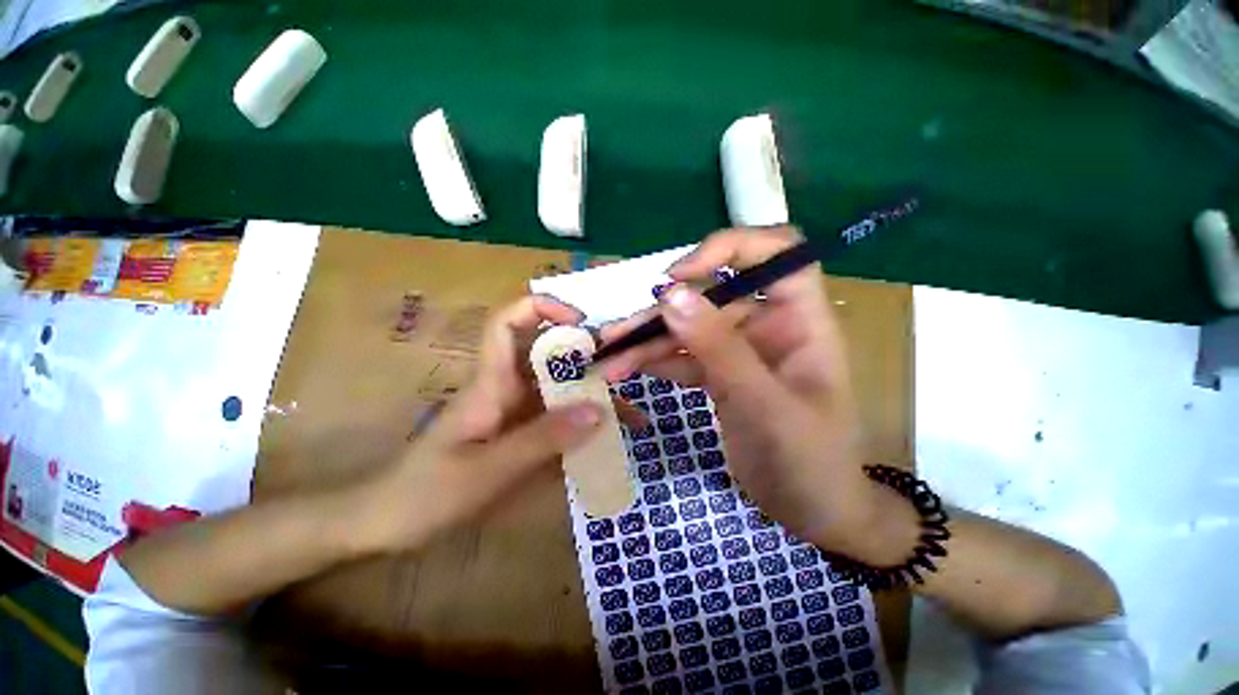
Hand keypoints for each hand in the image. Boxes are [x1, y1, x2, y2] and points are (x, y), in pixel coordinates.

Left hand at [356, 295, 605, 553]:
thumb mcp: (488, 469)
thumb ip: (543, 439)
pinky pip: (560, 418)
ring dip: (594, 397)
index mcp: (491, 381)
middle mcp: (508, 387)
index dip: (543, 309)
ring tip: (633, 416)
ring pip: (561, 389)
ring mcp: (517, 411)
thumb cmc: (427, 492)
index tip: (581, 321)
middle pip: (549, 355)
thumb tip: (599, 411)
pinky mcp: (522, 433)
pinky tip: (609, 442)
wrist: (390, 524)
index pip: (509, 322)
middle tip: (628, 373)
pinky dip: (585, 425)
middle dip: (588, 357)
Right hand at [600, 227, 917, 564]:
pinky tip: (628, 370)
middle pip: (712, 297)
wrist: (813, 512)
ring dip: (649, 341)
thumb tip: (671, 295)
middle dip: (664, 313)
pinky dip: (657, 362)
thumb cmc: (811, 461)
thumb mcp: (765, 405)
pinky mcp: (722, 375)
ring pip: (691, 329)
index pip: (777, 251)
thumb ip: (719, 349)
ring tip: (610, 358)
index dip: (729, 248)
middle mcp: (770, 325)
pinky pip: (685, 358)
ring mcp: (742, 351)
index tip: (679, 275)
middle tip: (619, 334)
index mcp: (801, 320)